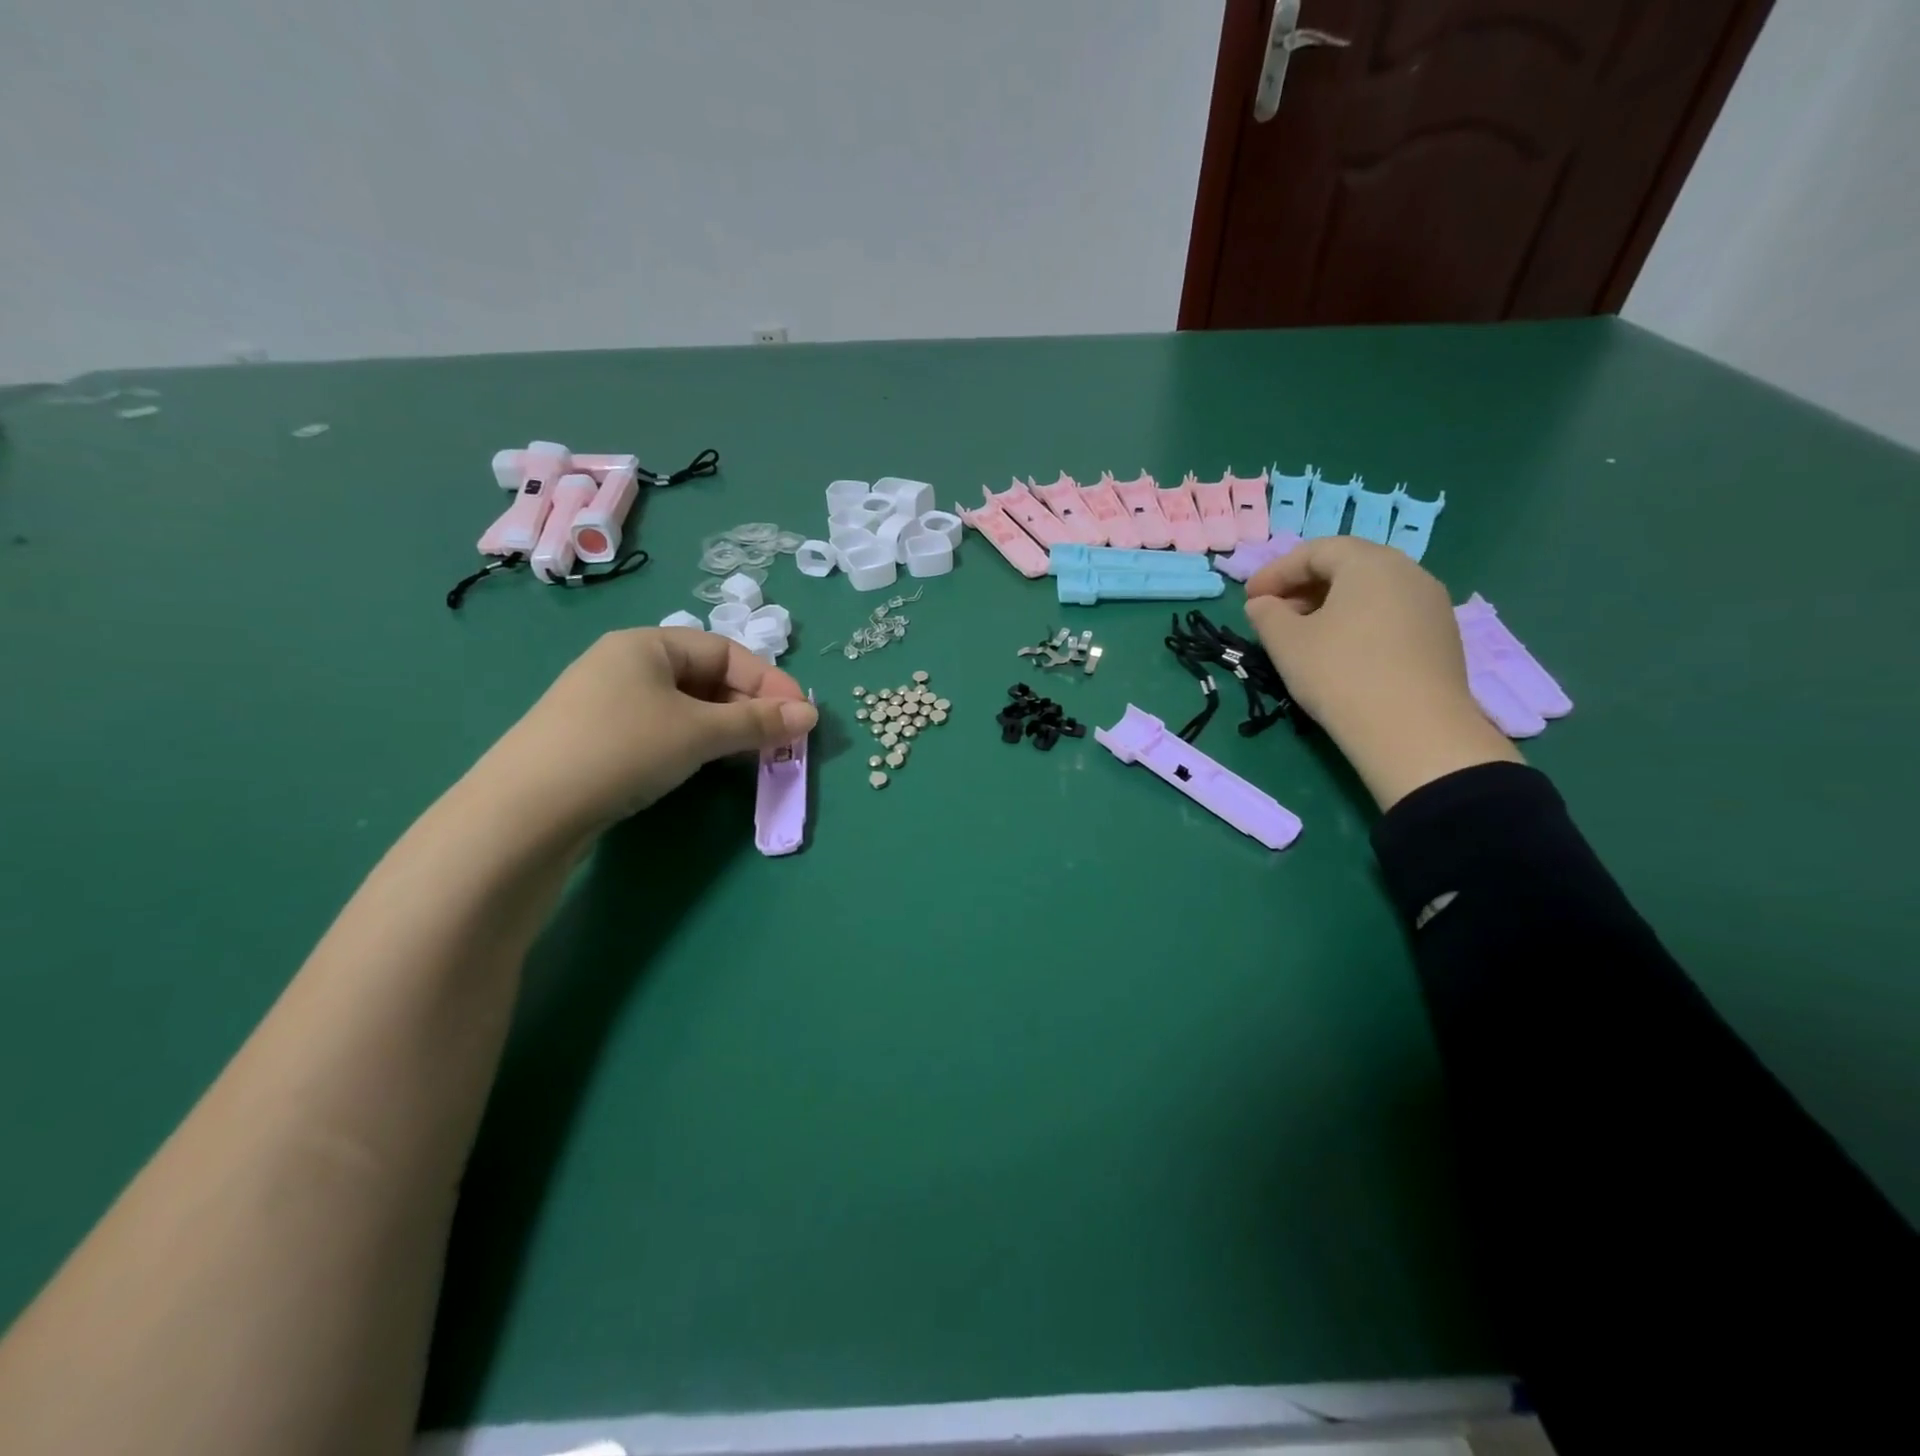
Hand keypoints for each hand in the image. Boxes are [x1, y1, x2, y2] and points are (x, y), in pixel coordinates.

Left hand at [476, 627, 818, 839]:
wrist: (525, 811)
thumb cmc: (622, 749)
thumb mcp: (698, 732)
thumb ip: (758, 722)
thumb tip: (811, 714)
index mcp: (646, 644)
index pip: (725, 652)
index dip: (769, 681)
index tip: (802, 715)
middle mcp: (625, 664)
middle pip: (706, 677)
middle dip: (750, 707)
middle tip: (782, 740)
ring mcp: (608, 703)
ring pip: (686, 707)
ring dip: (726, 727)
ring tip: (754, 755)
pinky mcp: (598, 739)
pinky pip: (663, 729)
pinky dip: (695, 742)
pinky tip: (707, 764)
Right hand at [1243, 538, 1520, 808]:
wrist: (1413, 731)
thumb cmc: (1340, 674)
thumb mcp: (1286, 643)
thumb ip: (1266, 614)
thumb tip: (1262, 604)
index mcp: (1370, 563)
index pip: (1315, 551)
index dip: (1276, 572)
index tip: (1249, 598)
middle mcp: (1408, 572)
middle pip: (1348, 566)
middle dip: (1305, 586)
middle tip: (1275, 614)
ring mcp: (1432, 604)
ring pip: (1372, 592)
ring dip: (1332, 605)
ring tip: (1304, 635)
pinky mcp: (1442, 637)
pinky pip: (1391, 615)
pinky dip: (1359, 623)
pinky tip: (1342, 653)